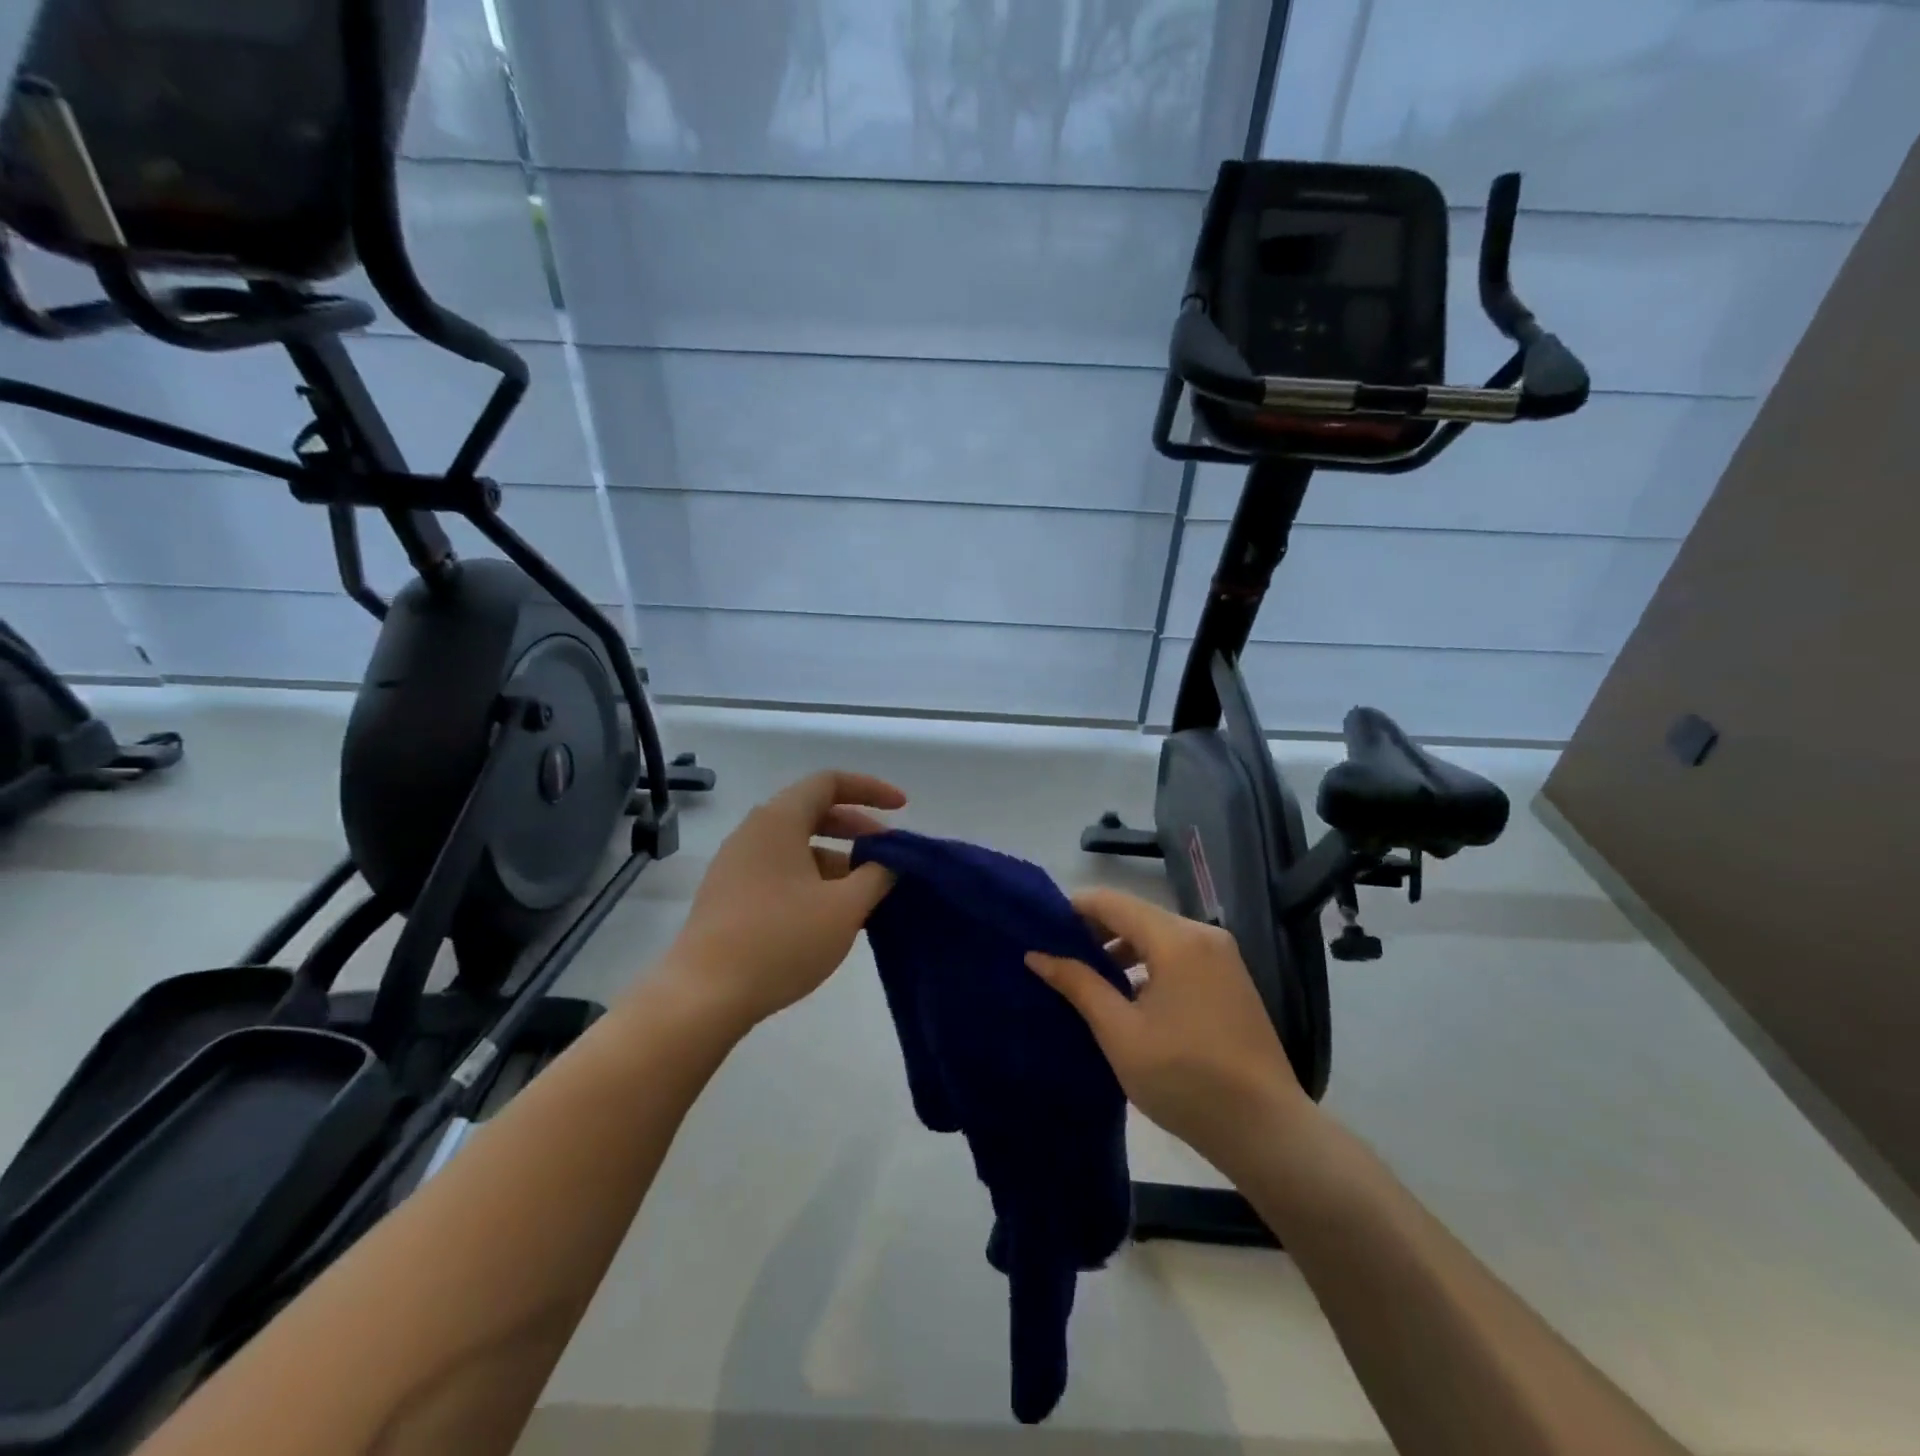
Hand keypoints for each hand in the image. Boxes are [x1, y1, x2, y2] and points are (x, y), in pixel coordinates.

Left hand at [663, 771, 905, 1030]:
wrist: (704, 996)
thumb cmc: (781, 939)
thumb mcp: (844, 907)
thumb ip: (876, 876)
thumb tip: (888, 862)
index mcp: (779, 820)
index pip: (829, 782)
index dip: (870, 789)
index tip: (902, 809)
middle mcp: (753, 832)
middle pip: (812, 812)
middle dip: (856, 828)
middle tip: (888, 853)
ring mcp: (736, 865)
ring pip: (797, 846)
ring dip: (836, 859)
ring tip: (866, 892)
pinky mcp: (728, 896)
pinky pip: (779, 871)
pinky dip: (812, 879)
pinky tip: (831, 914)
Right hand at [1026, 887, 1312, 1171]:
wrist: (1266, 1130)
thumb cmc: (1185, 1079)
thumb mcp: (1120, 1033)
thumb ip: (1079, 985)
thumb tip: (1037, 955)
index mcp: (1176, 939)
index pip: (1112, 902)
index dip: (1073, 909)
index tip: (1039, 928)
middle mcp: (1202, 934)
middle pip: (1136, 914)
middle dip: (1094, 930)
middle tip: (1055, 954)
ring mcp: (1222, 956)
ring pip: (1157, 935)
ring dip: (1120, 949)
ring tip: (1086, 977)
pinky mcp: (1230, 979)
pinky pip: (1178, 954)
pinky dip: (1148, 963)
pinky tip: (1127, 993)